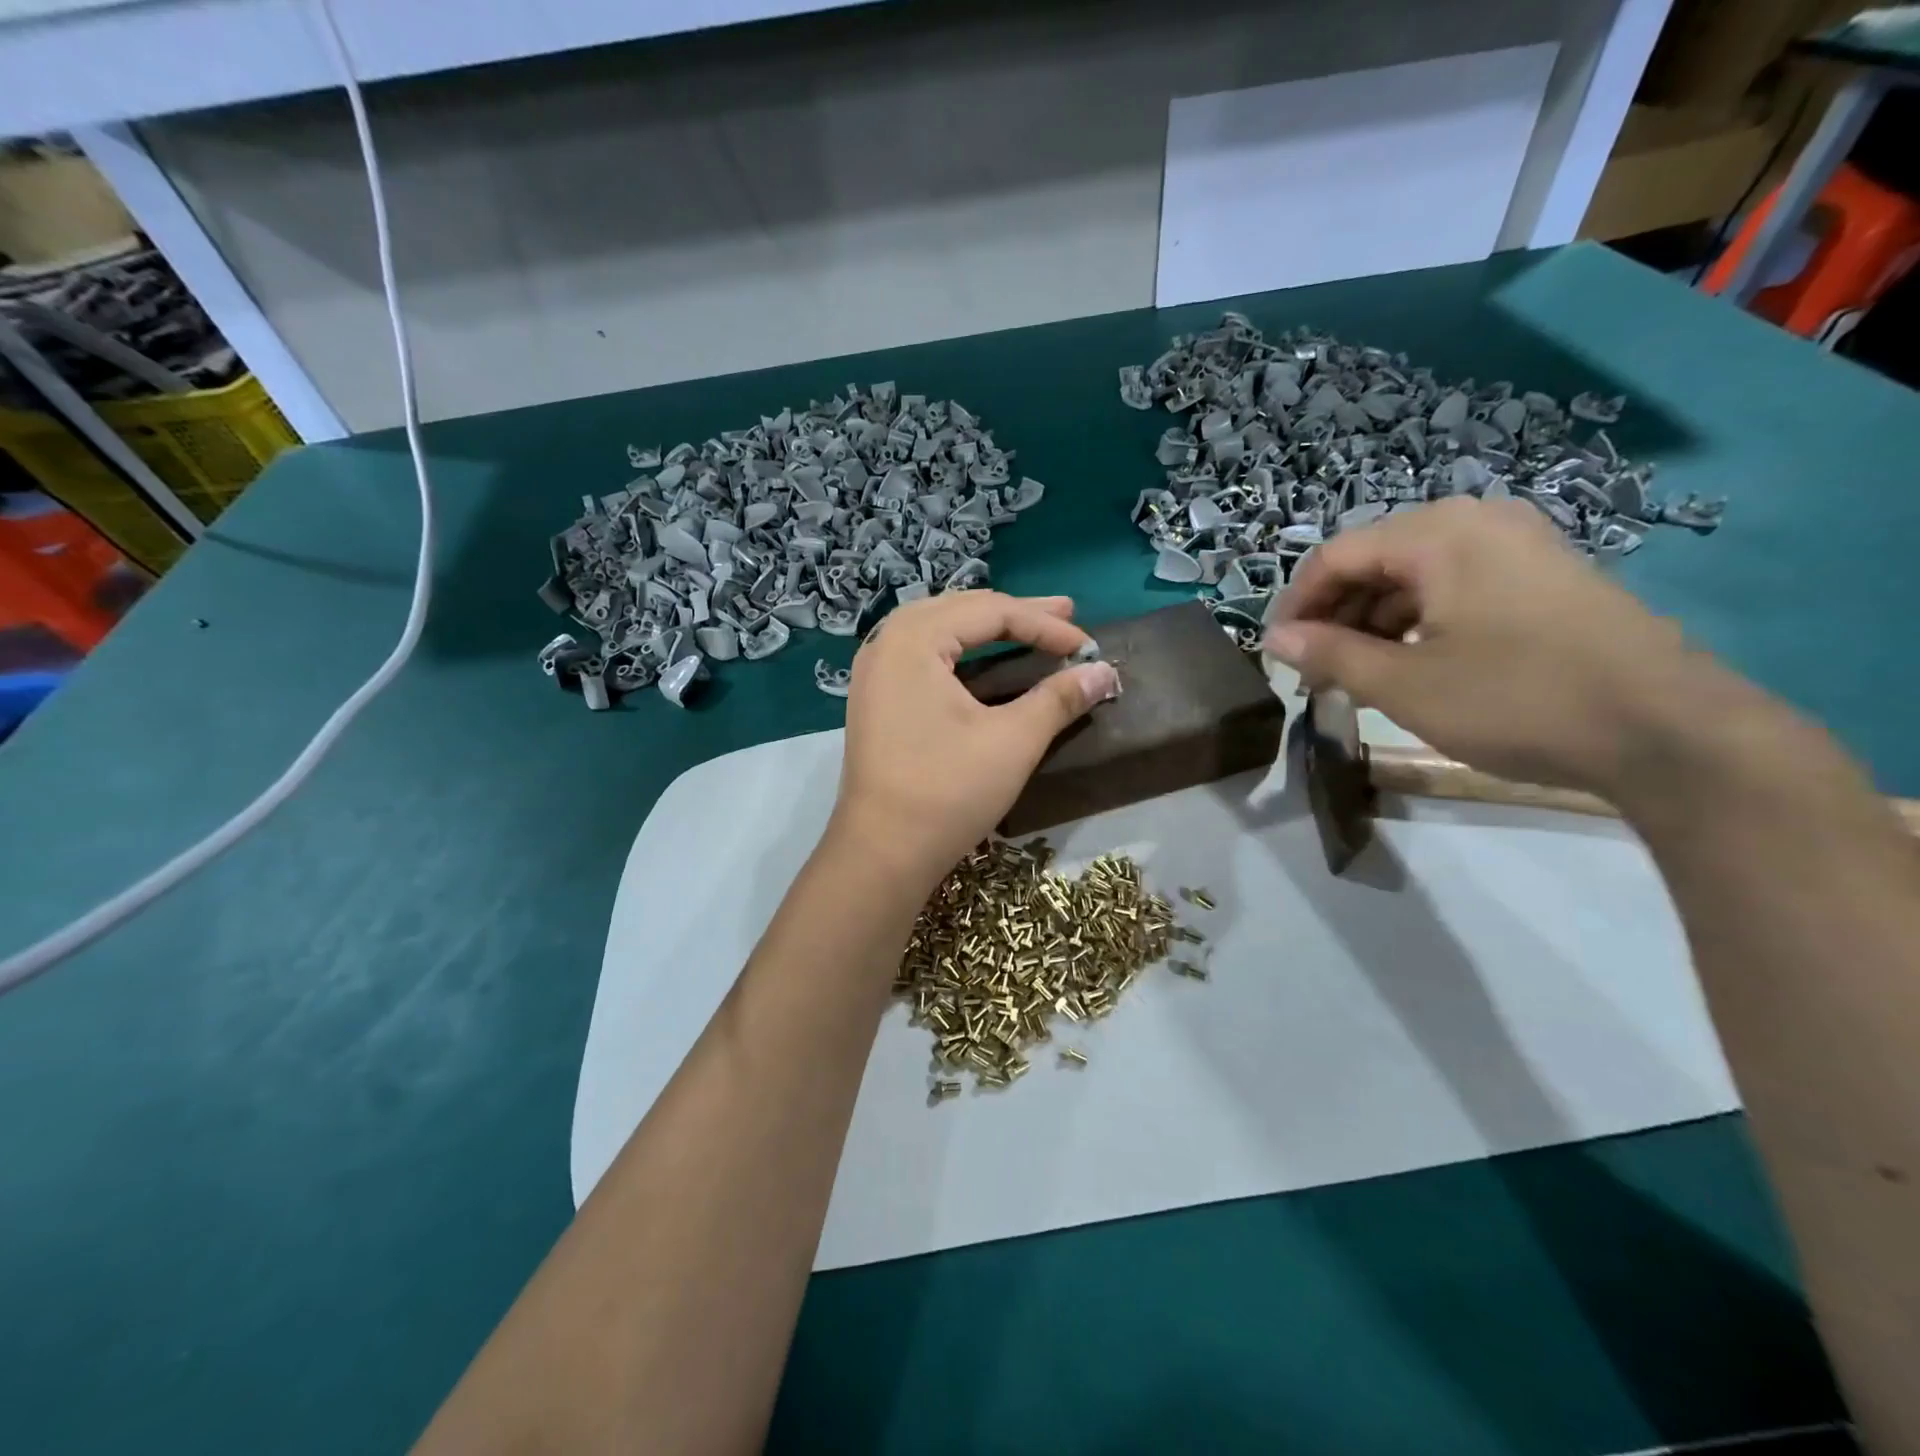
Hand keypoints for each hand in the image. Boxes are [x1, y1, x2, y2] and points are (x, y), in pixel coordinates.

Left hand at [829, 592, 1118, 888]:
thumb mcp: (1013, 741)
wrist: (881, 853)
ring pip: (941, 630)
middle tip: (1066, 615)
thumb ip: (1059, 698)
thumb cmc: (947, 791)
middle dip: (1017, 614)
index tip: (1087, 645)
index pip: (990, 613)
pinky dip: (962, 651)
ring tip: (1030, 627)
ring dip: (988, 628)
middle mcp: (886, 642)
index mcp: (913, 639)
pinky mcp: (876, 697)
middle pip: (961, 611)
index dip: (1045, 625)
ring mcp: (875, 670)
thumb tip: (1105, 671)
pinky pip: (924, 654)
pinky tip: (986, 659)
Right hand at [1265, 497, 1704, 797]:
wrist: (1667, 732)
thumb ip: (1329, 655)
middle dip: (1334, 616)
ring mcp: (1518, 546)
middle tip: (1316, 672)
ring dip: (1372, 622)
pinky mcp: (1543, 576)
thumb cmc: (1516, 700)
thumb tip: (1273, 639)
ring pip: (1413, 575)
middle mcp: (1477, 522)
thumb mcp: (1403, 685)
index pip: (1335, 556)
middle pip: (1373, 560)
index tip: (1277, 655)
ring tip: (1357, 675)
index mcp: (1438, 534)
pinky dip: (1417, 622)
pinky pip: (1455, 586)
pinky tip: (1410, 665)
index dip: (1295, 605)